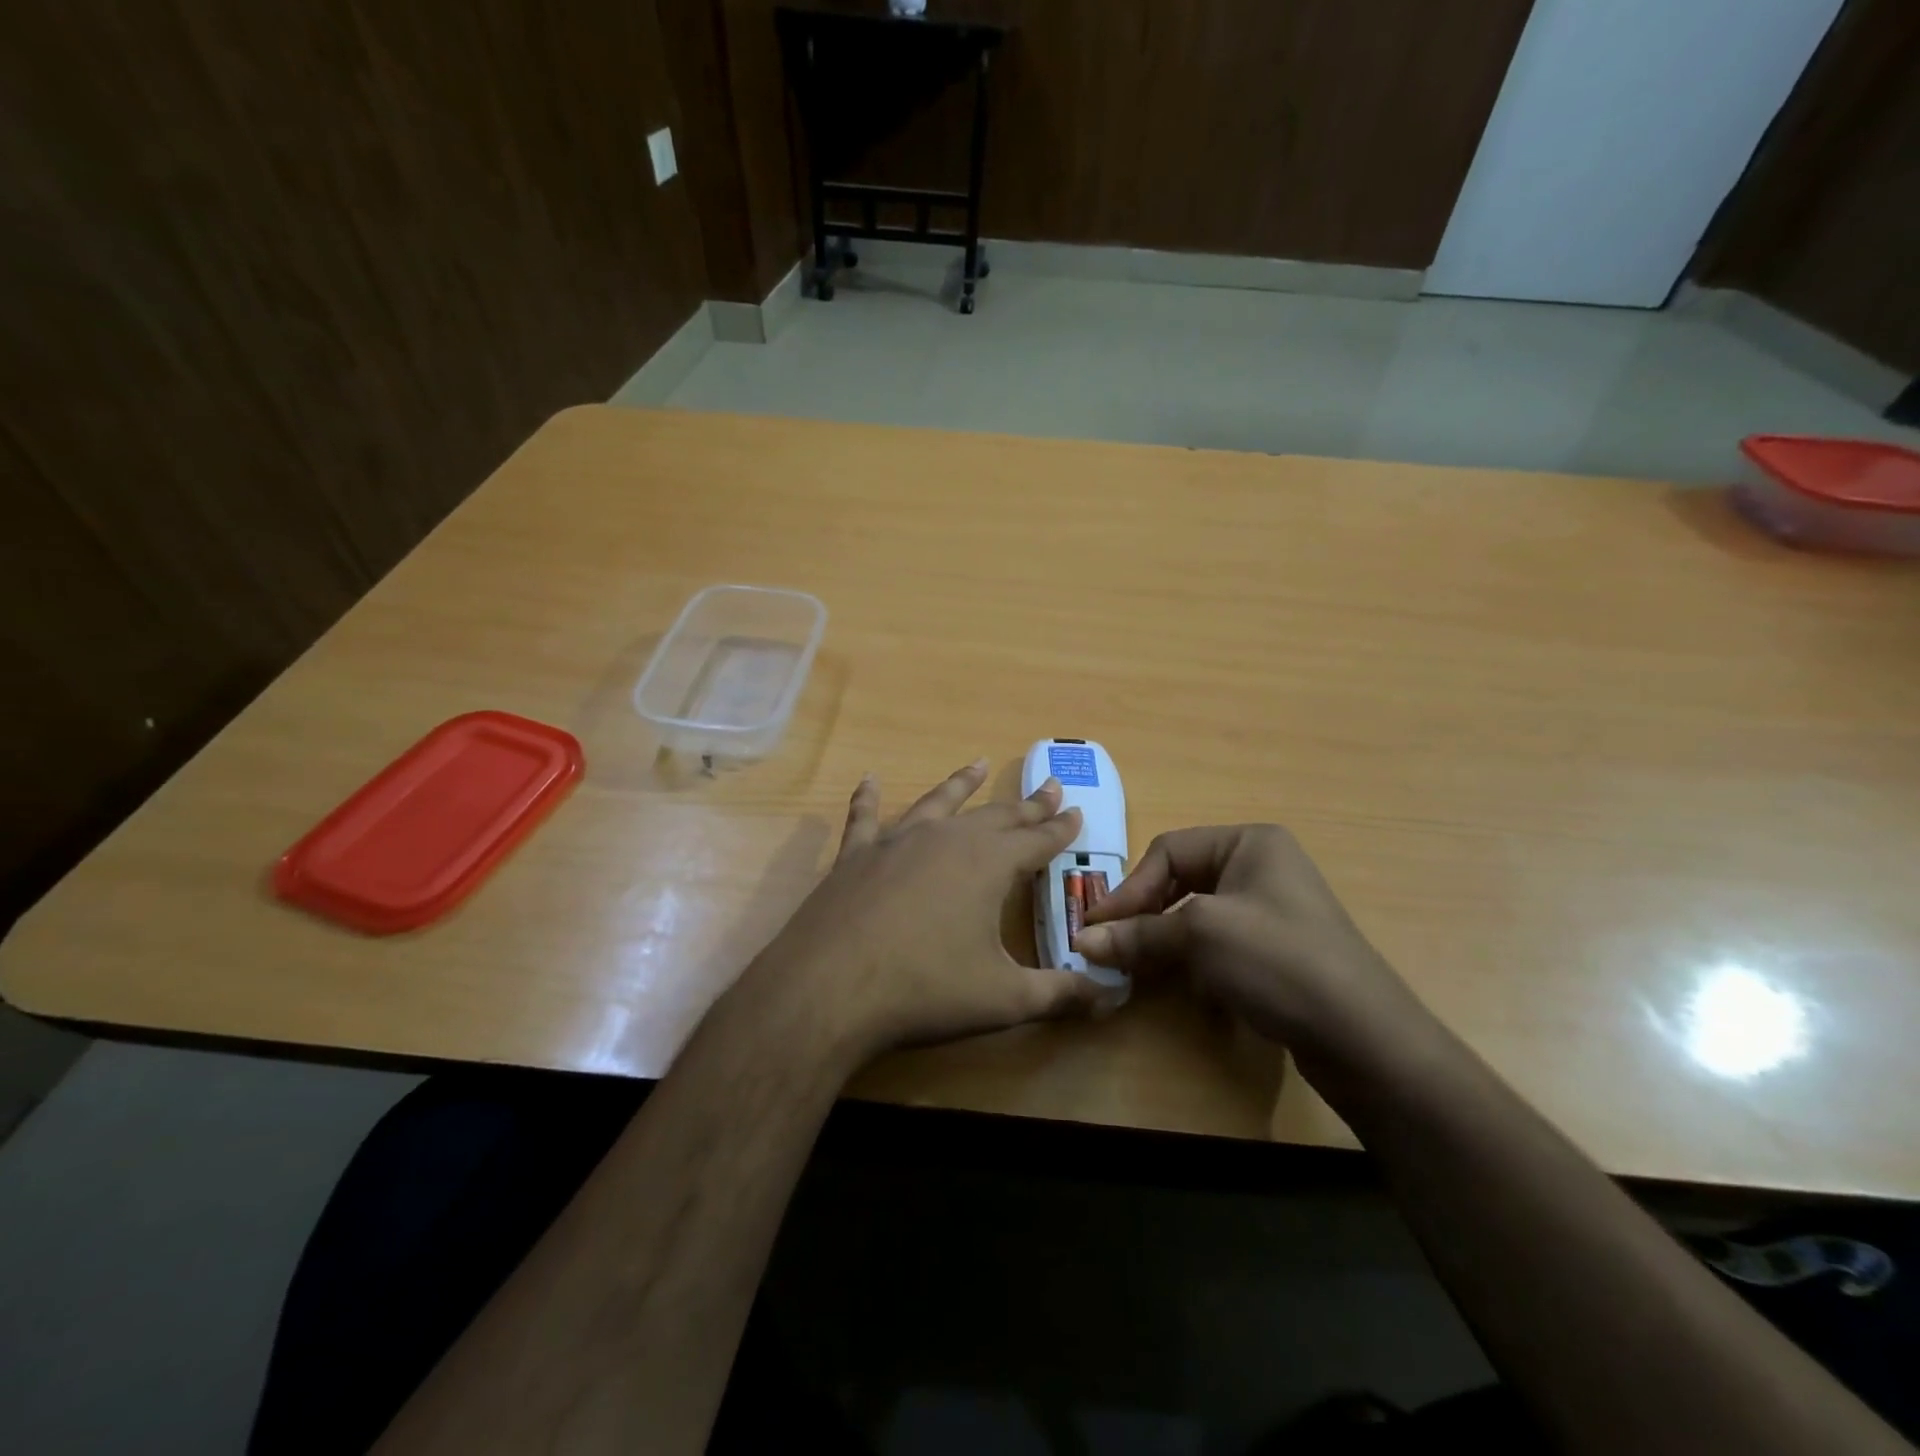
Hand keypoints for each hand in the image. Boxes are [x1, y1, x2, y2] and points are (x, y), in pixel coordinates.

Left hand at [744, 760, 1110, 1067]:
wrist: (829, 988)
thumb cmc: (925, 990)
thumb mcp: (1004, 999)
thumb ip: (1061, 995)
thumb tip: (1113, 997)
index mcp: (988, 864)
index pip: (1037, 840)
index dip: (1060, 828)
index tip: (1076, 810)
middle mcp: (947, 839)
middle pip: (996, 815)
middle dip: (1026, 804)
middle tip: (1049, 787)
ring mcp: (897, 842)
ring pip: (938, 802)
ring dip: (961, 784)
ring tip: (979, 764)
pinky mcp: (855, 855)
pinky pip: (865, 817)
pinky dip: (868, 798)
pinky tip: (868, 780)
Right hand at [1076, 824, 1423, 1059]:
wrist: (1364, 1039)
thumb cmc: (1278, 961)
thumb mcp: (1200, 937)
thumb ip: (1138, 934)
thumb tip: (1081, 941)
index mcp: (1249, 842)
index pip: (1168, 850)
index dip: (1129, 889)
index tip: (1096, 928)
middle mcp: (1262, 866)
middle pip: (1181, 880)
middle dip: (1145, 913)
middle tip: (1111, 945)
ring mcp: (1273, 910)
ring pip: (1197, 913)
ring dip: (1165, 938)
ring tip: (1139, 965)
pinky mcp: (1278, 950)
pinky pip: (1220, 941)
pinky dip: (1193, 958)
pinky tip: (1184, 983)